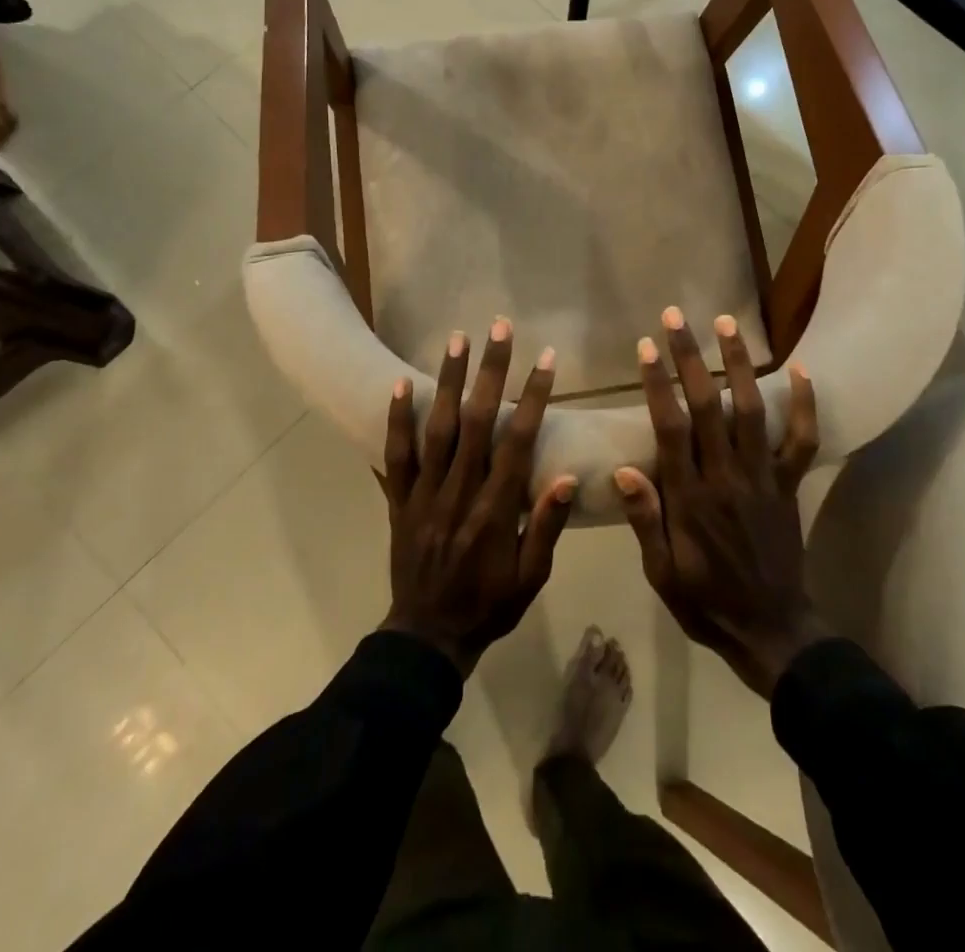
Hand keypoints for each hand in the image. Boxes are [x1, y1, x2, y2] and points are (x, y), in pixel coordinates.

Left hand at [376, 319, 576, 677]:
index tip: (545, 359)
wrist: (428, 637)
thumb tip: (568, 477)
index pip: (517, 442)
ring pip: (436, 429)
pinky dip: (396, 419)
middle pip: (476, 422)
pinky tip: (400, 384)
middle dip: (491, 371)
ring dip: (448, 381)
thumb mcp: (532, 578)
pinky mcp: (398, 502)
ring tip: (457, 339)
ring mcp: (424, 495)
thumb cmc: (489, 606)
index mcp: (495, 511)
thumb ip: (547, 527)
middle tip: (499, 328)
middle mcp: (458, 493)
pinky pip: (395, 456)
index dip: (533, 397)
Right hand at [615, 307, 825, 698]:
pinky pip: (802, 440)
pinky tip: (801, 368)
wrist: (771, 631)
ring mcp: (763, 477)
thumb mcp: (661, 572)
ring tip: (727, 323)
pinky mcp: (789, 485)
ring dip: (739, 363)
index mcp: (690, 497)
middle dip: (690, 357)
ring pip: (752, 410)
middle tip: (675, 317)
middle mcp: (727, 476)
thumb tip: (622, 469)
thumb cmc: (705, 601)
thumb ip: (645, 519)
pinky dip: (805, 404)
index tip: (647, 346)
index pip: (670, 427)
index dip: (658, 383)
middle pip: (708, 405)